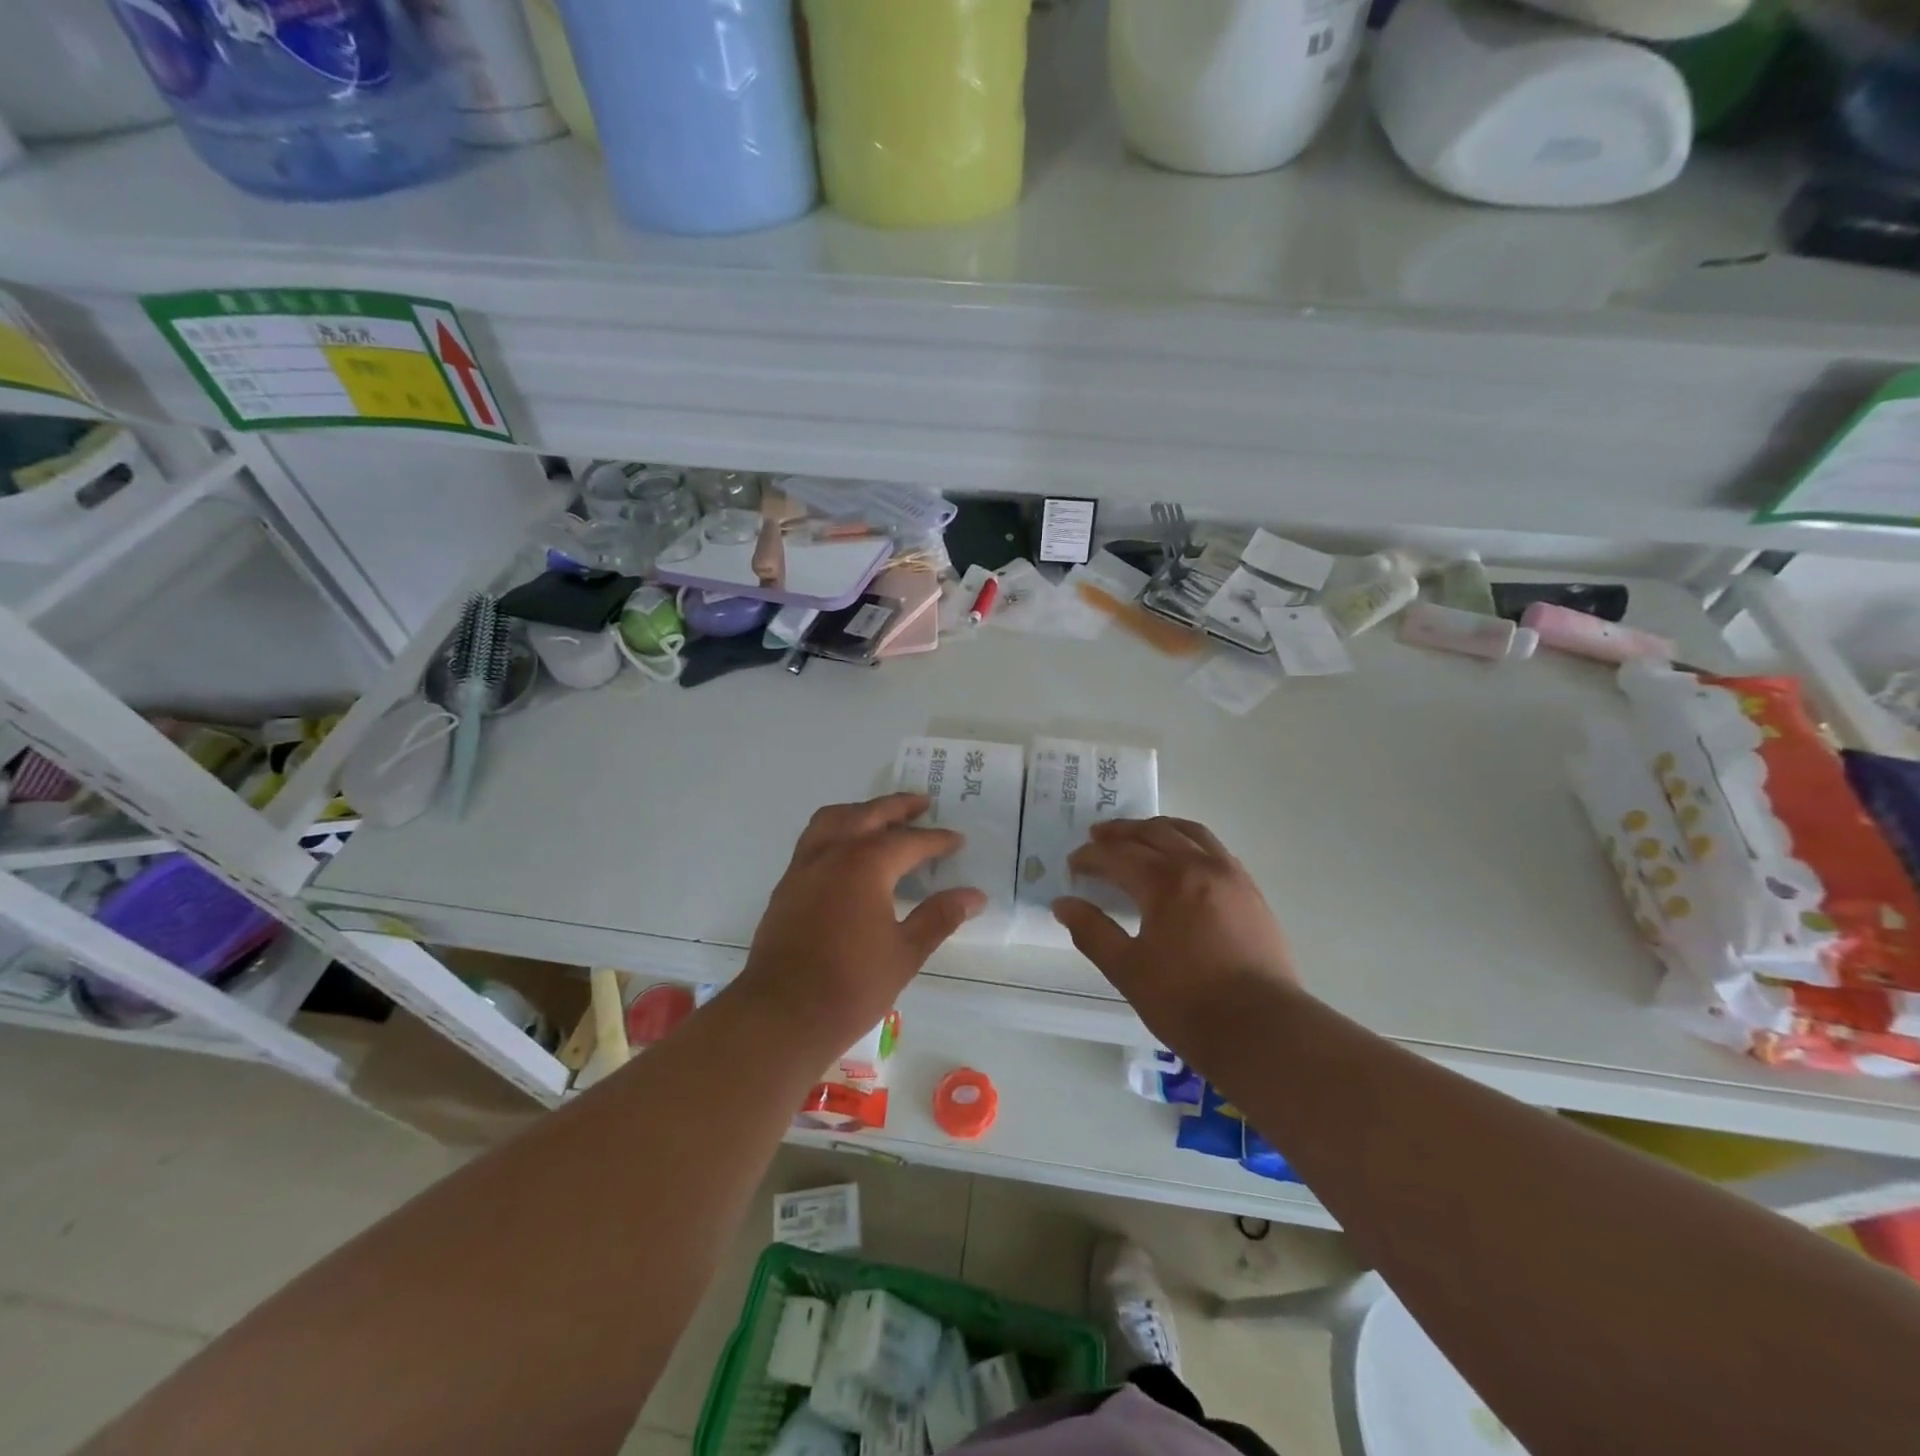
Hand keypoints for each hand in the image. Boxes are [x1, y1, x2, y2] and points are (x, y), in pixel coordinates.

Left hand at [738, 793, 985, 1042]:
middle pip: (868, 814)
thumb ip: (939, 917)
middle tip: (923, 803)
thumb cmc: (851, 985)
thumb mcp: (905, 953)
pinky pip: (814, 840)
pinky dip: (836, 831)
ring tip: (881, 817)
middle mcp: (832, 854)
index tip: (958, 840)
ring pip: (833, 819)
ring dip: (861, 811)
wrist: (782, 1014)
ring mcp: (804, 867)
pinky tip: (847, 853)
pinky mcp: (786, 886)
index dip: (936, 840)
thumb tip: (974, 896)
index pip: (909, 841)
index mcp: (865, 865)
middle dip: (898, 807)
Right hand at [1052, 817, 1297, 1049]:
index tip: (1073, 865)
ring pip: (1190, 832)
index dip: (1091, 857)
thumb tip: (1064, 904)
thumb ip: (1092, 932)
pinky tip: (1182, 859)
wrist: (1263, 1031)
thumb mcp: (1127, 970)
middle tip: (1097, 837)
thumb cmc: (1187, 1003)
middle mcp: (1199, 867)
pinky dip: (1189, 842)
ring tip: (1139, 835)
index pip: (1119, 855)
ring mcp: (1231, 876)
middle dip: (1121, 833)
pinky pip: (1214, 849)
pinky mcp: (1251, 892)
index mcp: (1166, 882)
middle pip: (1154, 833)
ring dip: (1158, 828)